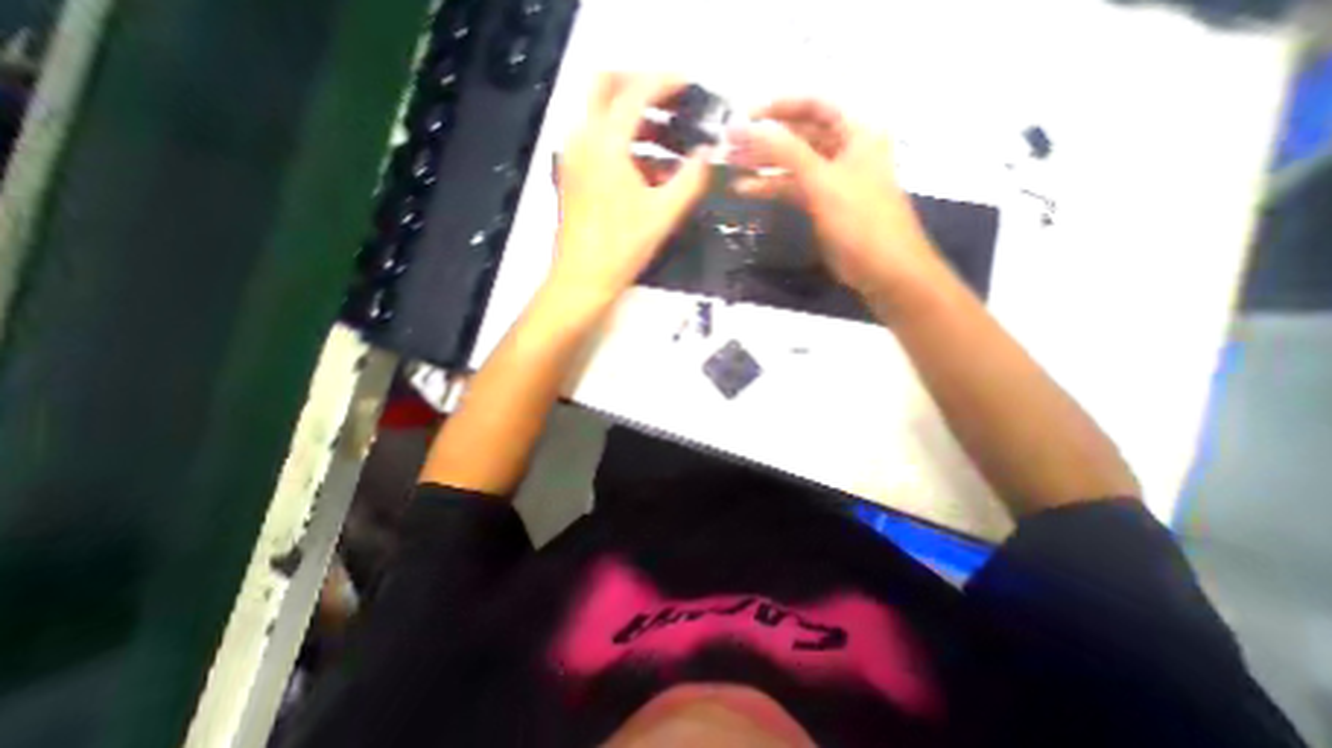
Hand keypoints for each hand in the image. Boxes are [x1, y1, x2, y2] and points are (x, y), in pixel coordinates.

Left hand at [545, 72, 710, 306]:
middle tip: (670, 103)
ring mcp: (574, 157)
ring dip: (632, 118)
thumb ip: (690, 179)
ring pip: (600, 115)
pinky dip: (621, 142)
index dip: (666, 82)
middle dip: (639, 86)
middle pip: (606, 86)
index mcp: (606, 143)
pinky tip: (646, 169)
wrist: (582, 279)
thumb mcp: (663, 214)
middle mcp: (583, 139)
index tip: (690, 86)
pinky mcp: (572, 175)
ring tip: (666, 140)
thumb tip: (708, 153)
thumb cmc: (622, 248)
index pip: (637, 91)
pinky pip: (596, 141)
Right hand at [728, 100, 935, 302]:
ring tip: (731, 167)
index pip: (813, 106)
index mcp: (854, 133)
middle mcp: (843, 151)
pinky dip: (771, 188)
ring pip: (792, 165)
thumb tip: (745, 127)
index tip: (744, 117)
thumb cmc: (859, 218)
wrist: (882, 267)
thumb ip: (784, 151)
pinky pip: (793, 189)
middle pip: (799, 136)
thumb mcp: (822, 180)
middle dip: (764, 140)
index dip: (778, 108)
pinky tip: (745, 190)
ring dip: (763, 166)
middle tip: (730, 146)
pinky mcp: (821, 205)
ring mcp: (831, 180)